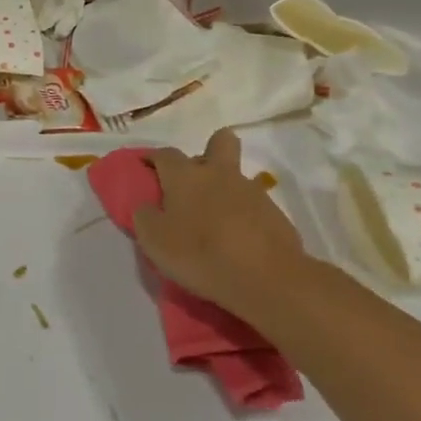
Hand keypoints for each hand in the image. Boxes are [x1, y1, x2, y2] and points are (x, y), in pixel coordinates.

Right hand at [134, 129, 314, 319]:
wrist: (267, 279)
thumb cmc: (200, 254)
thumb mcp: (154, 241)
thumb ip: (144, 217)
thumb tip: (146, 206)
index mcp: (185, 175)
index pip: (164, 154)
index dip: (152, 158)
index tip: (144, 168)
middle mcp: (219, 173)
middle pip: (220, 141)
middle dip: (208, 150)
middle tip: (195, 179)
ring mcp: (252, 192)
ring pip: (236, 177)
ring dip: (225, 189)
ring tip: (214, 222)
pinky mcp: (276, 215)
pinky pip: (253, 205)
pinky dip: (243, 216)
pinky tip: (237, 240)